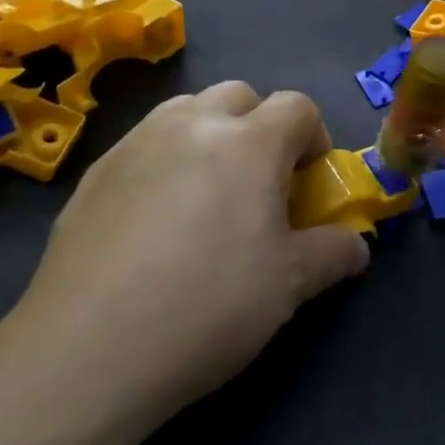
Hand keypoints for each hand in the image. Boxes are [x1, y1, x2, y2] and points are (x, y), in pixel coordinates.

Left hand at [4, 83, 370, 439]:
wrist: (87, 350)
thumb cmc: (207, 307)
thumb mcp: (289, 286)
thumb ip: (333, 254)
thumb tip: (357, 247)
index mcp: (250, 142)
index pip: (298, 107)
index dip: (314, 138)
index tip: (309, 182)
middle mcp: (194, 123)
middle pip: (242, 94)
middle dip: (261, 125)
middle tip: (259, 182)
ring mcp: (139, 141)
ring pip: (189, 109)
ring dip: (210, 132)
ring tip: (206, 191)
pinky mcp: (96, 169)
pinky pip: (145, 142)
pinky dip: (165, 158)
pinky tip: (153, 218)